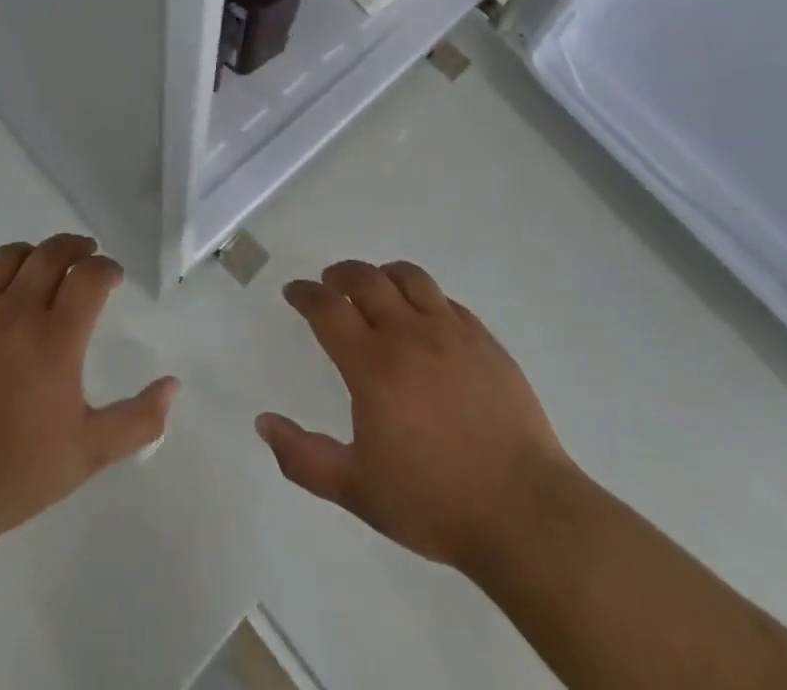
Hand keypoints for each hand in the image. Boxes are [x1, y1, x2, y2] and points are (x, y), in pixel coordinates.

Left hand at [0, 234, 178, 541]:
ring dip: (33, 254)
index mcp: (56, 337)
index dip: (107, 267)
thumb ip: (138, 419)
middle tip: (86, 256)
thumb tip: (174, 386)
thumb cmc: (15, 474)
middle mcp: (16, 312)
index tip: (113, 277)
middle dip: (75, 247)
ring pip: (8, 257)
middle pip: (51, 252)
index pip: (90, 274)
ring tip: (42, 268)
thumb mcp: (88, 454)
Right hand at [256, 260, 578, 574]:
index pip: (328, 309)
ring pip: (409, 278)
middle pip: (366, 280)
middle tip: (328, 282)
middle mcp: (409, 334)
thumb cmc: (433, 503)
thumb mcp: (357, 490)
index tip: (294, 291)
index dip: (305, 294)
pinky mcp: (485, 340)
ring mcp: (451, 332)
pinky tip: (424, 316)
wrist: (523, 511)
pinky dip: (424, 296)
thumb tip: (263, 423)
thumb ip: (304, 457)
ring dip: (382, 274)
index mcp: (373, 365)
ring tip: (374, 285)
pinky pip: (447, 300)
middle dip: (339, 274)